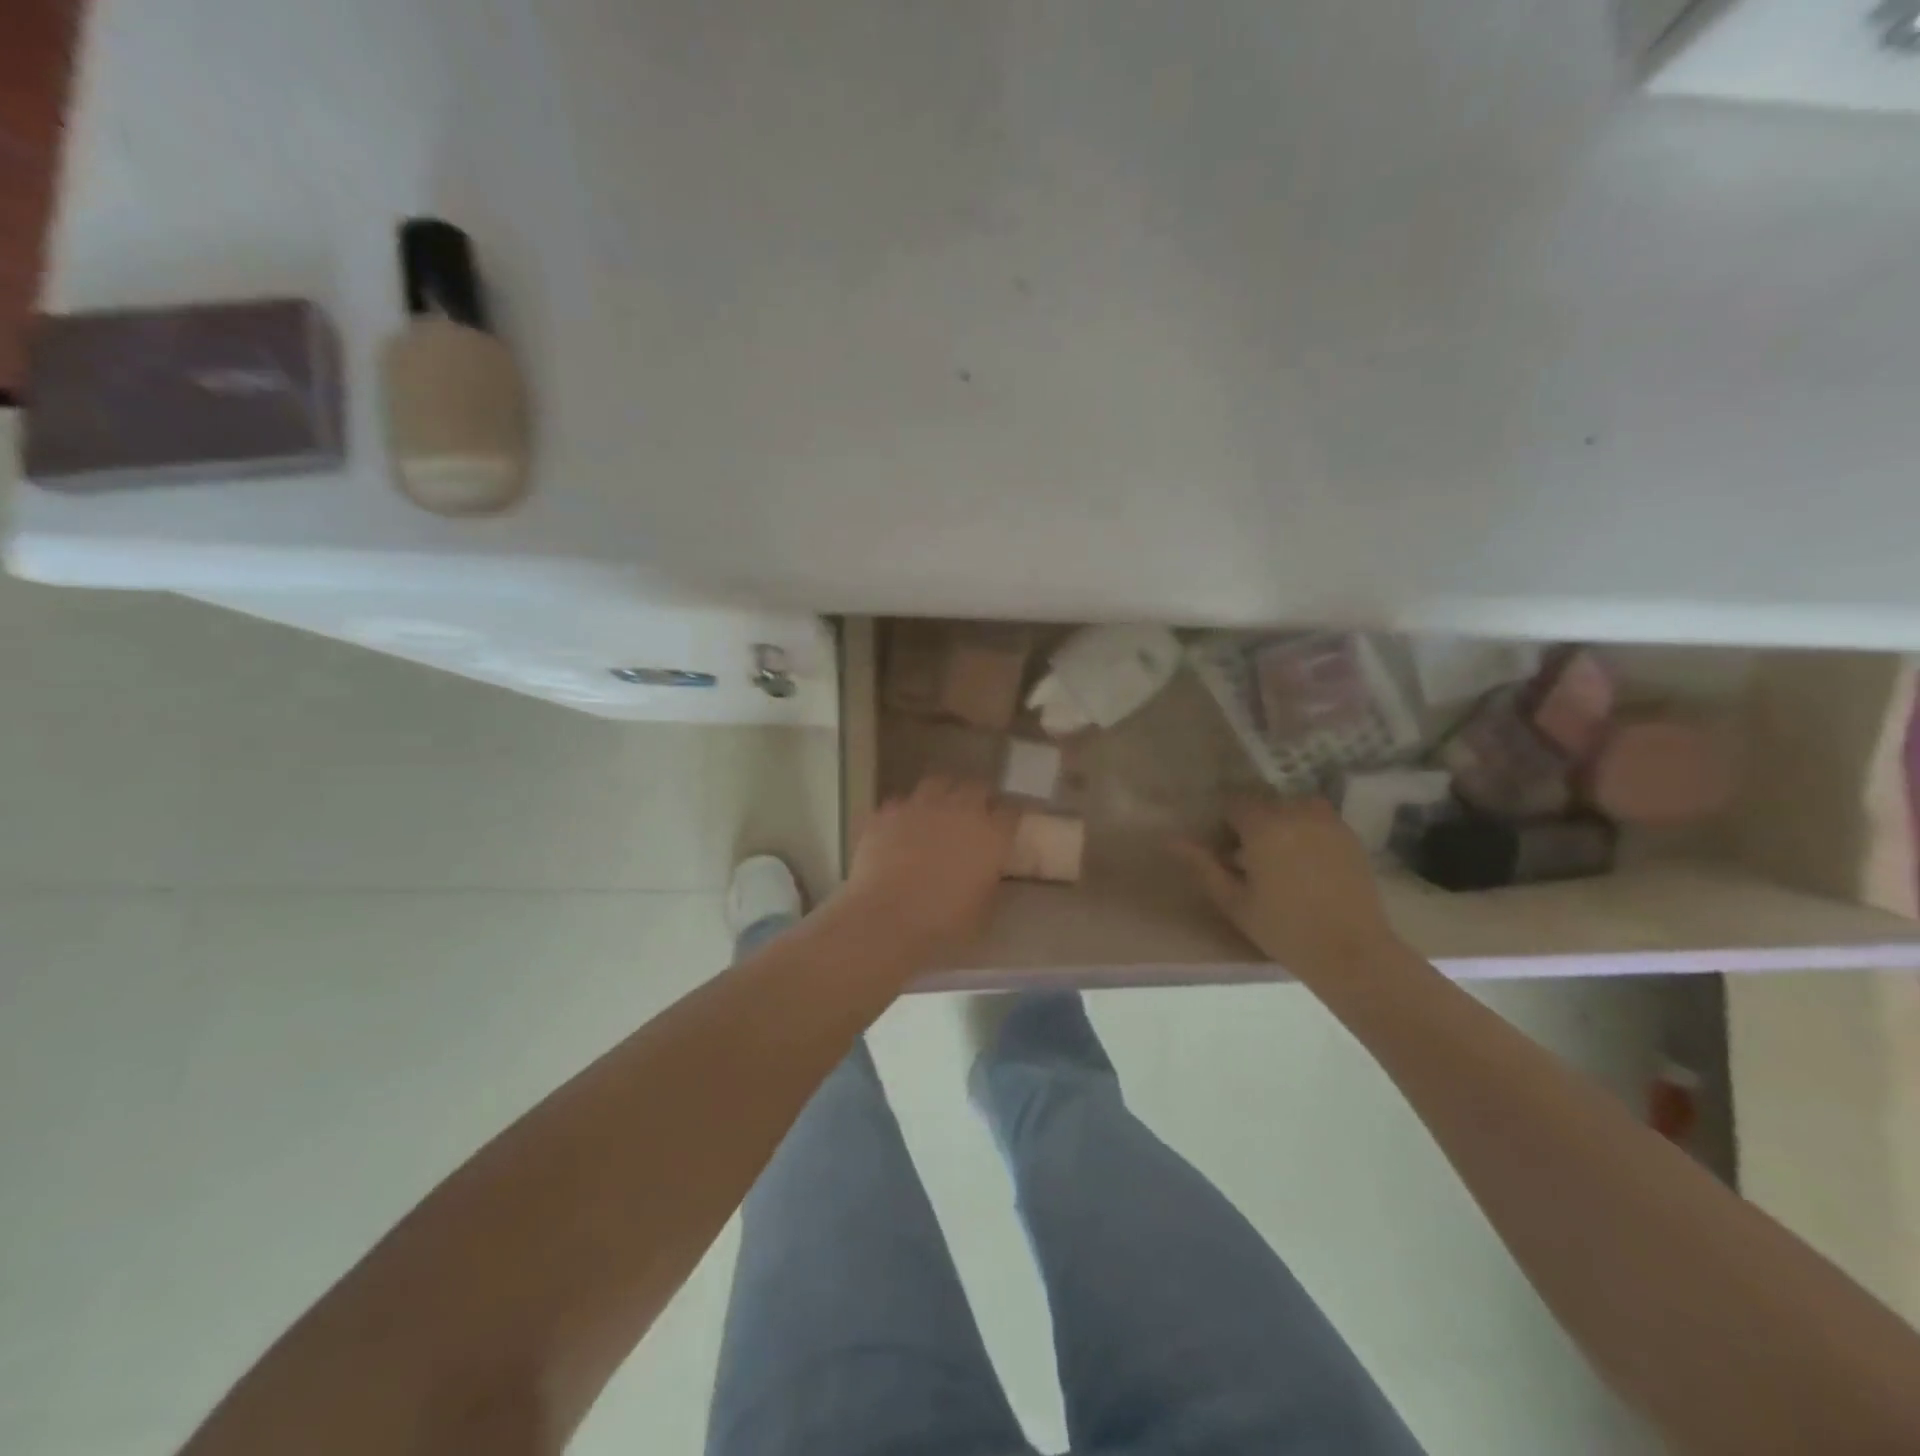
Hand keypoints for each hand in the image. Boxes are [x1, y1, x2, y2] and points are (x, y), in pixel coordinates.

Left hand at [840, 778, 1017, 953]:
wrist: (887, 917)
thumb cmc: (943, 922)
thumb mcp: (983, 909)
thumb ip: (989, 880)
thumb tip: (986, 871)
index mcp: (991, 834)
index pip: (1011, 812)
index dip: (1009, 817)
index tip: (1005, 826)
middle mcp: (960, 809)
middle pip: (976, 788)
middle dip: (978, 797)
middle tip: (974, 814)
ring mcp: (921, 805)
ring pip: (938, 783)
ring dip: (942, 794)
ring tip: (937, 810)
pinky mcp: (888, 812)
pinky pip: (901, 802)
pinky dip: (905, 812)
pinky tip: (900, 827)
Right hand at [1176, 797, 1400, 979]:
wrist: (1353, 953)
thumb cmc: (1284, 930)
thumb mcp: (1234, 901)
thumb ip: (1202, 865)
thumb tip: (1169, 838)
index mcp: (1264, 826)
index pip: (1234, 803)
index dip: (1225, 824)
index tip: (1225, 850)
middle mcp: (1296, 813)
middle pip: (1264, 804)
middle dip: (1253, 824)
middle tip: (1251, 859)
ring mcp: (1328, 822)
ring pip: (1293, 807)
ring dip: (1282, 823)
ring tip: (1281, 857)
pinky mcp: (1350, 836)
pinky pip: (1319, 819)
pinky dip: (1307, 830)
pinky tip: (1307, 863)